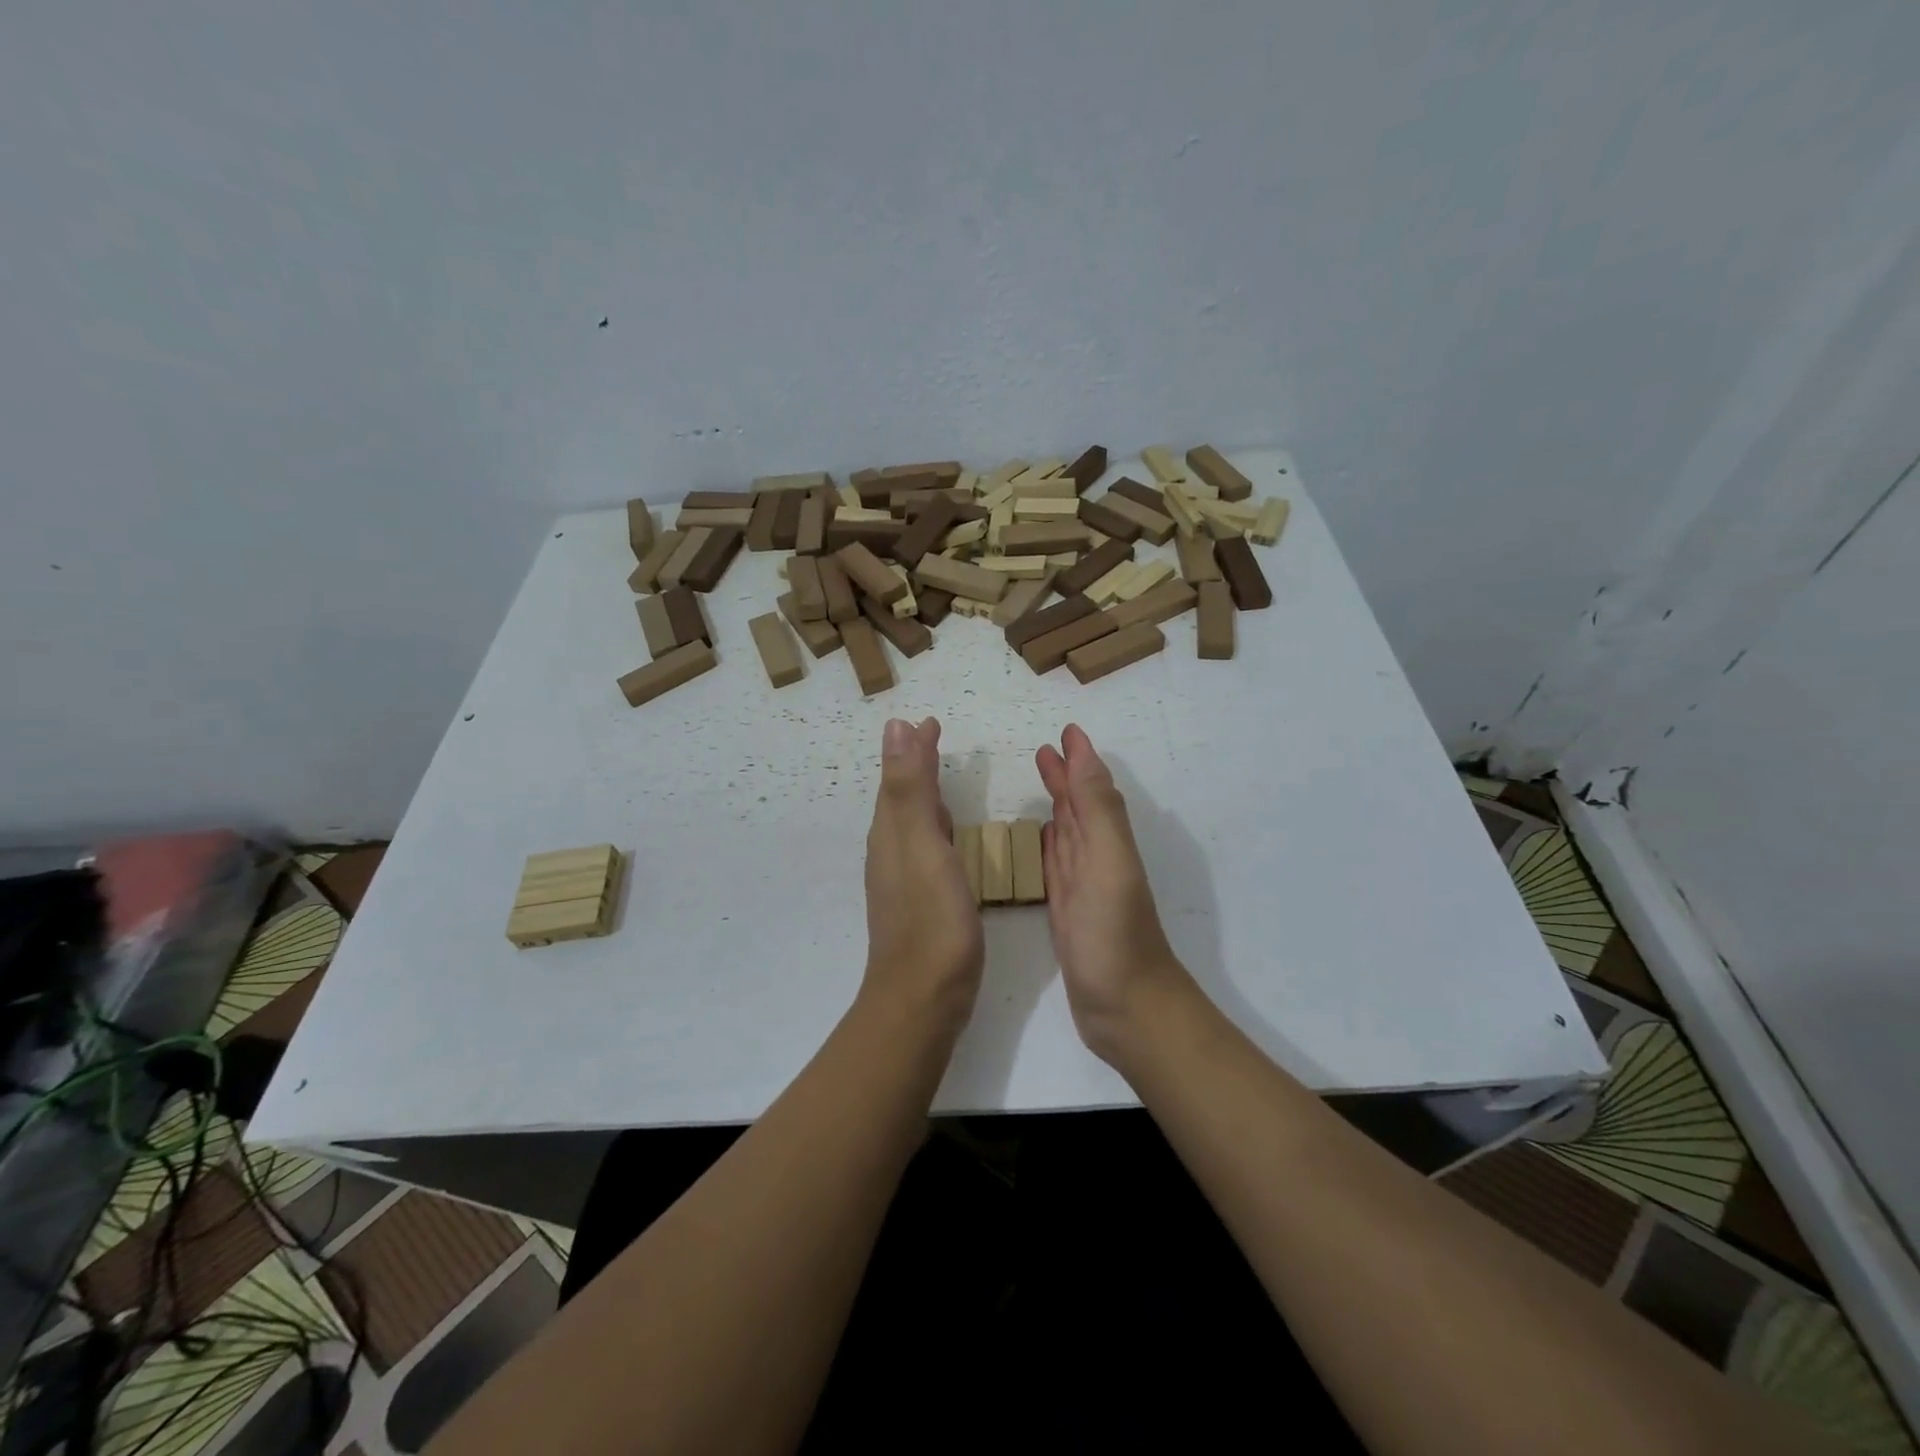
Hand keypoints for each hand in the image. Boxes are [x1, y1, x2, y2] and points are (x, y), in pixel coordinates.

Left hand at [862, 718, 983, 1031]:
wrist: (923, 998)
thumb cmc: (930, 919)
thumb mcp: (921, 843)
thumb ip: (910, 787)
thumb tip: (895, 727)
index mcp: (891, 833)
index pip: (898, 778)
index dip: (911, 748)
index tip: (927, 721)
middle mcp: (890, 852)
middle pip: (900, 797)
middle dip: (915, 765)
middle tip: (933, 738)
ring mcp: (903, 880)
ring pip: (910, 823)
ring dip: (923, 795)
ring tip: (940, 778)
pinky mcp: (919, 902)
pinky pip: (924, 848)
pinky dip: (934, 828)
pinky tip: (947, 838)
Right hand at [1036, 725, 1196, 1064]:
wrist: (1126, 1010)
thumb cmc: (1115, 935)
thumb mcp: (1109, 862)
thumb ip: (1097, 808)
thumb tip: (1083, 752)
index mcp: (1107, 841)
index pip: (1092, 789)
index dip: (1080, 760)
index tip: (1066, 732)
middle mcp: (1096, 857)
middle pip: (1078, 806)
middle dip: (1064, 777)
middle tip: (1042, 752)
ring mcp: (1081, 886)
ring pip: (1067, 832)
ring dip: (1056, 805)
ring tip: (1039, 783)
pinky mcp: (1066, 912)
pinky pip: (1055, 865)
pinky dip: (1048, 845)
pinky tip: (1040, 838)